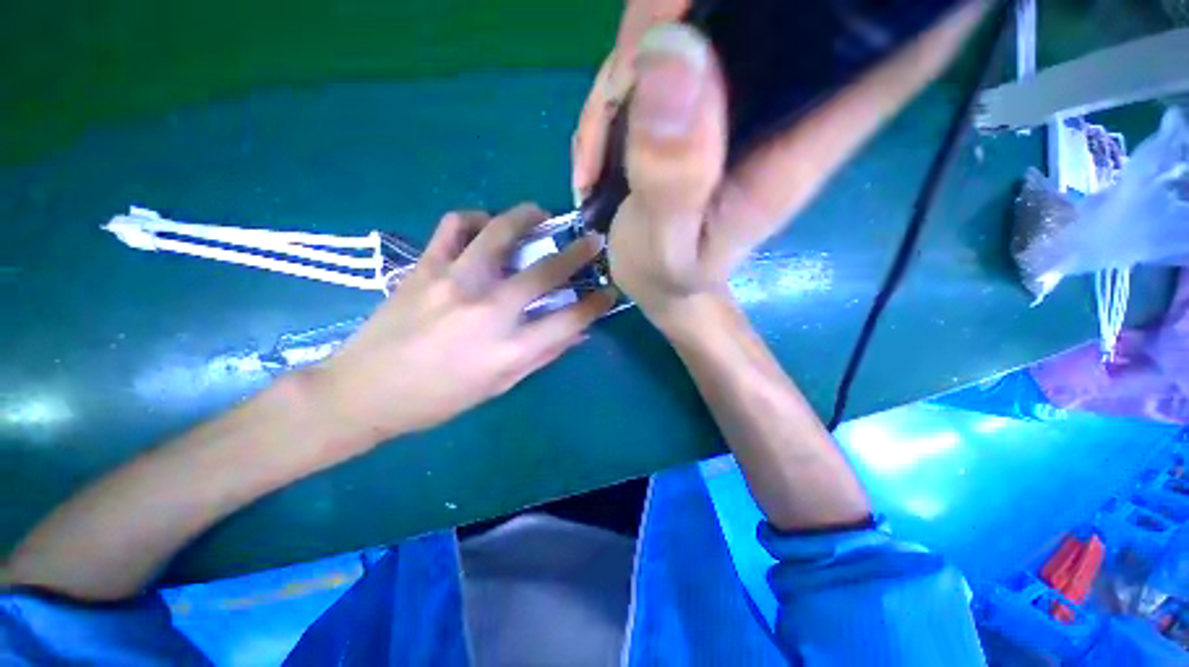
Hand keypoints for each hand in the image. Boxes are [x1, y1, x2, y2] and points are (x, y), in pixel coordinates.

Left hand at [316, 204, 614, 445]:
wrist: (364, 392)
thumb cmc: (438, 399)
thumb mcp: (499, 386)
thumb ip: (541, 356)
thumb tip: (577, 334)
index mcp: (508, 350)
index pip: (568, 320)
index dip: (596, 304)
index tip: (609, 291)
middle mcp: (487, 311)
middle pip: (545, 272)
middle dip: (578, 253)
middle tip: (593, 240)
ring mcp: (454, 283)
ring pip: (500, 233)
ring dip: (528, 218)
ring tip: (540, 215)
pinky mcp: (424, 268)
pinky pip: (453, 226)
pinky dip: (474, 219)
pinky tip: (483, 226)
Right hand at [572, 2, 983, 321]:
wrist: (657, 282)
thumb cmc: (669, 276)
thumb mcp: (665, 248)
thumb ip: (672, 178)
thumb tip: (674, 54)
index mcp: (799, 147)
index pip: (900, 48)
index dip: (911, 2)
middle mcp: (781, 106)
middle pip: (777, 2)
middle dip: (688, 6)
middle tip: (624, 80)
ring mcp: (736, 95)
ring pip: (699, 15)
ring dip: (631, 58)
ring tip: (600, 149)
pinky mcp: (697, 95)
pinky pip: (657, 51)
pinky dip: (614, 86)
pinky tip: (598, 148)